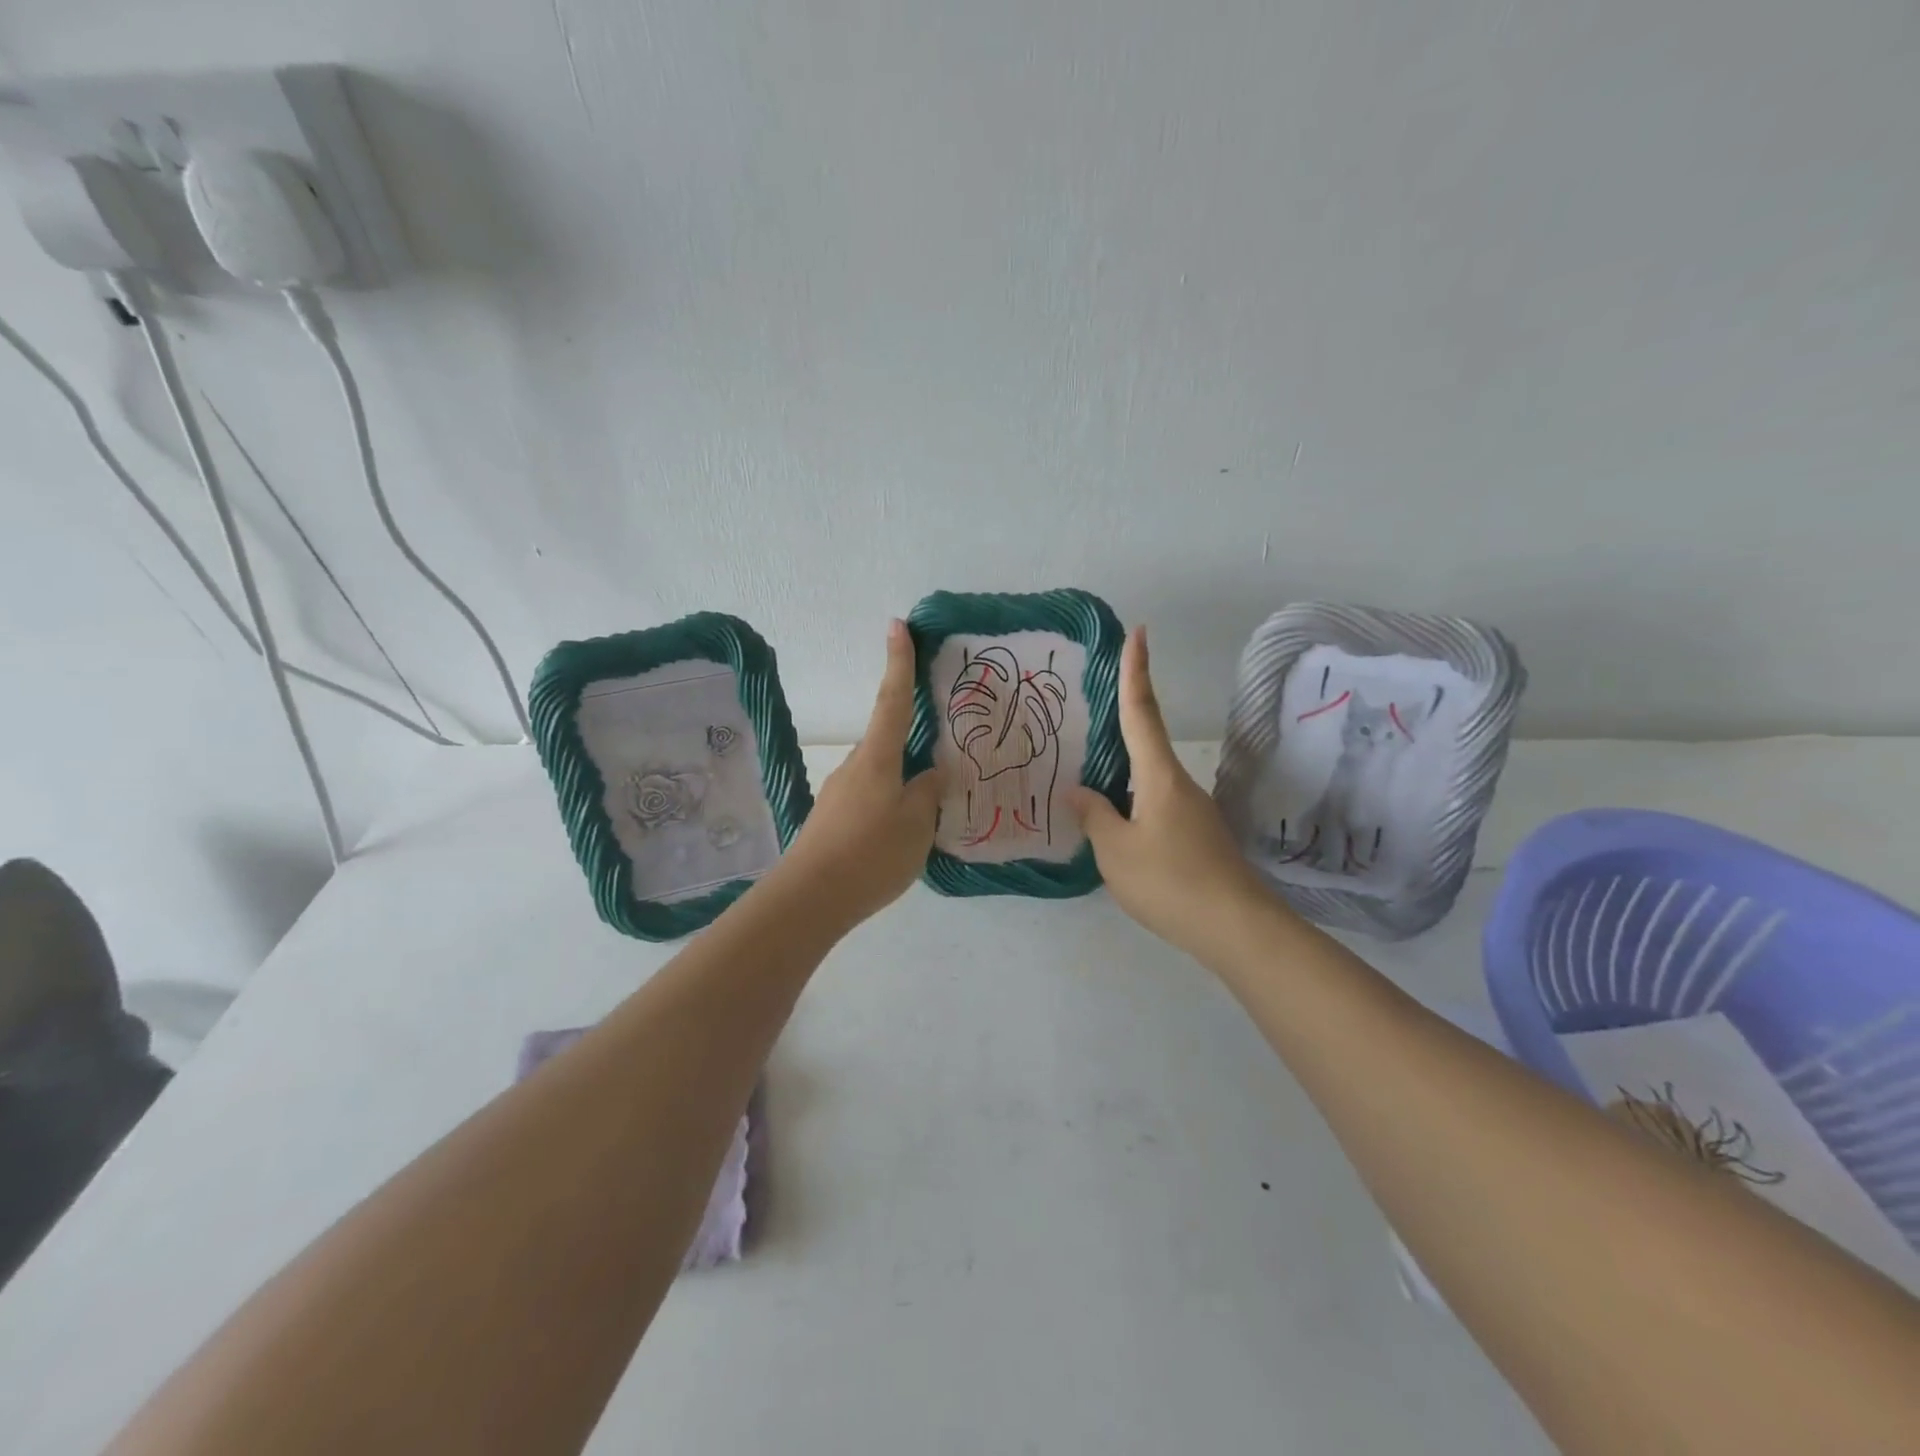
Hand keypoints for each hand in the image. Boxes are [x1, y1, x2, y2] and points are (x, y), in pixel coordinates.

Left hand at [775, 620, 943, 924]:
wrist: (810, 899)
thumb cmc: (870, 853)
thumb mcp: (917, 825)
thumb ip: (929, 794)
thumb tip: (933, 773)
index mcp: (878, 758)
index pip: (893, 699)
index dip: (899, 661)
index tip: (897, 624)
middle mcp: (855, 766)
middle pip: (890, 742)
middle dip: (913, 743)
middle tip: (942, 758)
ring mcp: (840, 793)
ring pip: (882, 776)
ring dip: (904, 784)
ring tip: (930, 814)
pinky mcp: (833, 820)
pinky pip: (872, 801)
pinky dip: (891, 806)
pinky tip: (902, 836)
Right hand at [1066, 627, 1275, 961]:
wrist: (1237, 929)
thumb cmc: (1170, 881)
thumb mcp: (1116, 851)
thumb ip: (1094, 816)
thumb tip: (1079, 791)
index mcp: (1159, 776)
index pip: (1141, 713)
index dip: (1136, 672)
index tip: (1138, 633)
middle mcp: (1179, 785)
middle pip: (1144, 747)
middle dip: (1118, 730)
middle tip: (1086, 721)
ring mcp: (1193, 812)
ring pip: (1148, 783)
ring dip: (1121, 780)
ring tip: (1086, 792)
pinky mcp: (1199, 838)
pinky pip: (1156, 809)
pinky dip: (1133, 808)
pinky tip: (1116, 832)